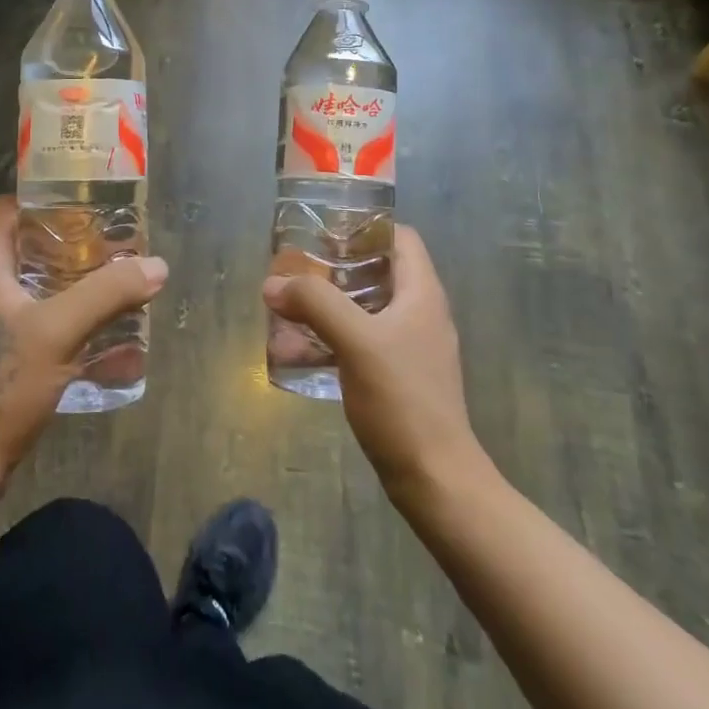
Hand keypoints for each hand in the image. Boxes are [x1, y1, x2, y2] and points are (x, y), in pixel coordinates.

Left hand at [0, 195, 166, 501]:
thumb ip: (107, 294)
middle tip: (116, 244)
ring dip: (76, 284)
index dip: (44, 198)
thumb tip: (157, 265)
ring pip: (38, 286)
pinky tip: (106, 334)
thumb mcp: (58, 331)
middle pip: (28, 246)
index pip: (7, 209)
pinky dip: (71, 319)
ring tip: (118, 283)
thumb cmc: (0, 385)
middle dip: (73, 243)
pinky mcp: (0, 356)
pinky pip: (40, 322)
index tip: (88, 203)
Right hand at [263, 226, 485, 501]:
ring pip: (363, 309)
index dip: (364, 227)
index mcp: (421, 293)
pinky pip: (359, 343)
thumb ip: (315, 304)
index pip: (399, 237)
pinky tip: (296, 351)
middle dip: (333, 268)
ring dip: (326, 306)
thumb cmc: (403, 399)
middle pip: (376, 272)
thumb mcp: (356, 341)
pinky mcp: (397, 377)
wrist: (435, 480)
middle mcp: (419, 313)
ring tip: (286, 307)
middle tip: (295, 268)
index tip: (323, 232)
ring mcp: (409, 347)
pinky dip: (330, 340)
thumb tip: (273, 284)